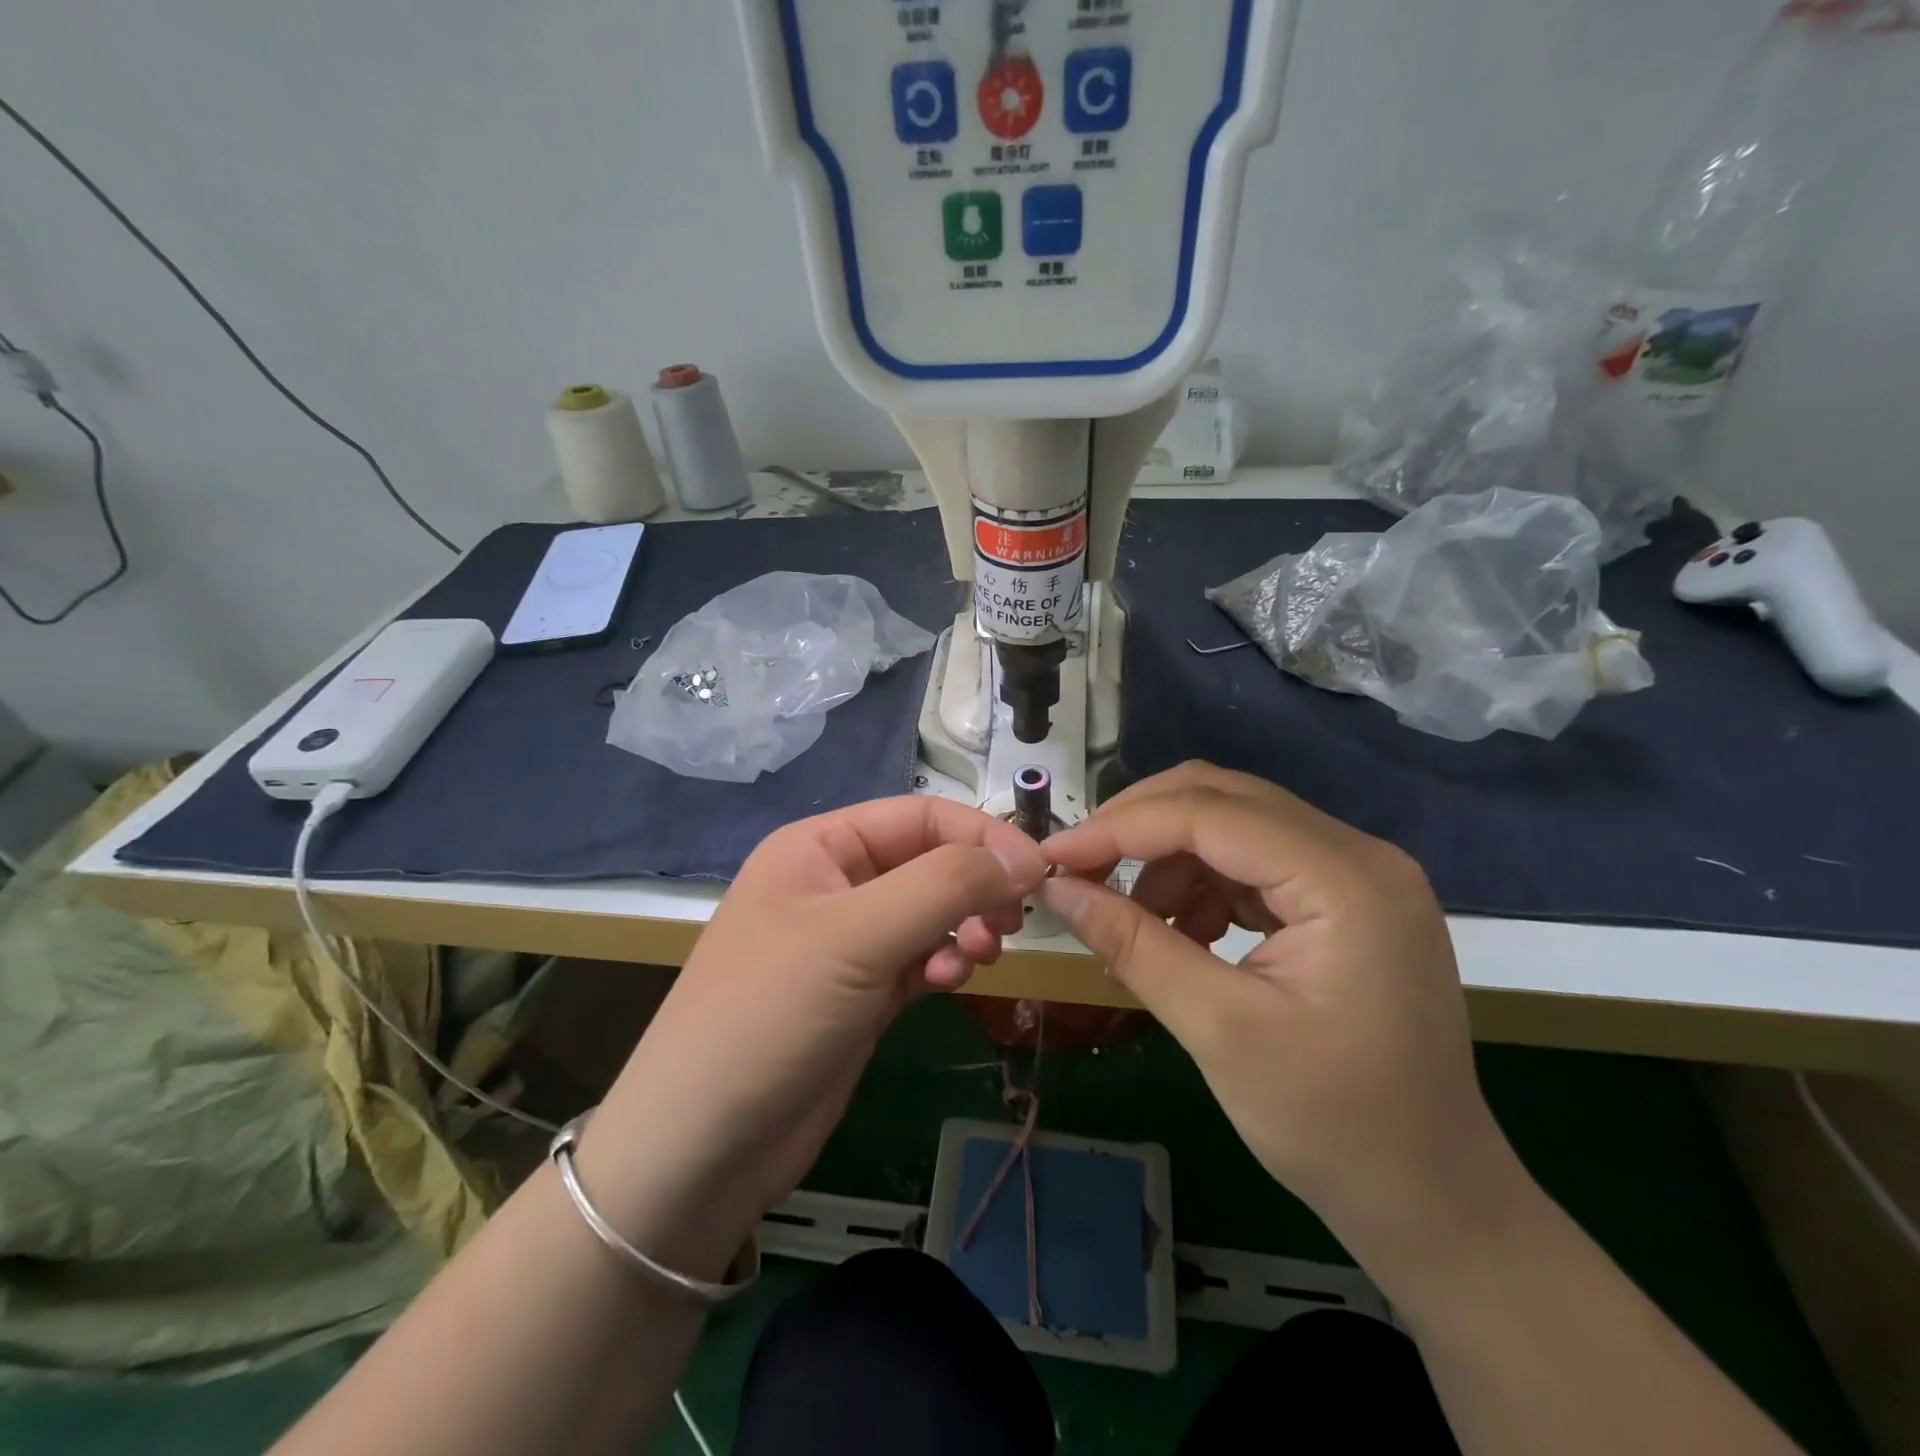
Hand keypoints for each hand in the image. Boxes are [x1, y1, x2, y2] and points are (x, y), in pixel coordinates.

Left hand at [578, 797, 1047, 1273]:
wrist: (702, 1148)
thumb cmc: (771, 1014)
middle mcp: (835, 883)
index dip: (982, 837)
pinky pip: (921, 959)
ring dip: (963, 929)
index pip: (921, 817)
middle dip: (974, 887)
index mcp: (820, 847)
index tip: (1038, 873)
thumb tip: (1026, 859)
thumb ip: (945, 886)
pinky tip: (946, 987)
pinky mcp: (862, 992)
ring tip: (979, 958)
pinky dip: (943, 965)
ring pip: (931, 913)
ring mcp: (848, 941)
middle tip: (1009, 924)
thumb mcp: (858, 936)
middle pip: (930, 863)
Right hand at [1039, 762, 1519, 1272]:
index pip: (1209, 813)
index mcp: (1345, 879)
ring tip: (1131, 920)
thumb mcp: (1217, 1030)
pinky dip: (1201, 883)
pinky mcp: (1344, 898)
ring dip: (1167, 859)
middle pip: (1222, 798)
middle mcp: (1358, 853)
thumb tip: (1054, 887)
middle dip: (1139, 827)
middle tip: (1077, 870)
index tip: (1052, 856)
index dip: (1120, 827)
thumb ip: (1131, 943)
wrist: (1432, 1199)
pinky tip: (1180, 932)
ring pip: (1232, 824)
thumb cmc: (1332, 1125)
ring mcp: (1356, 873)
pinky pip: (1252, 860)